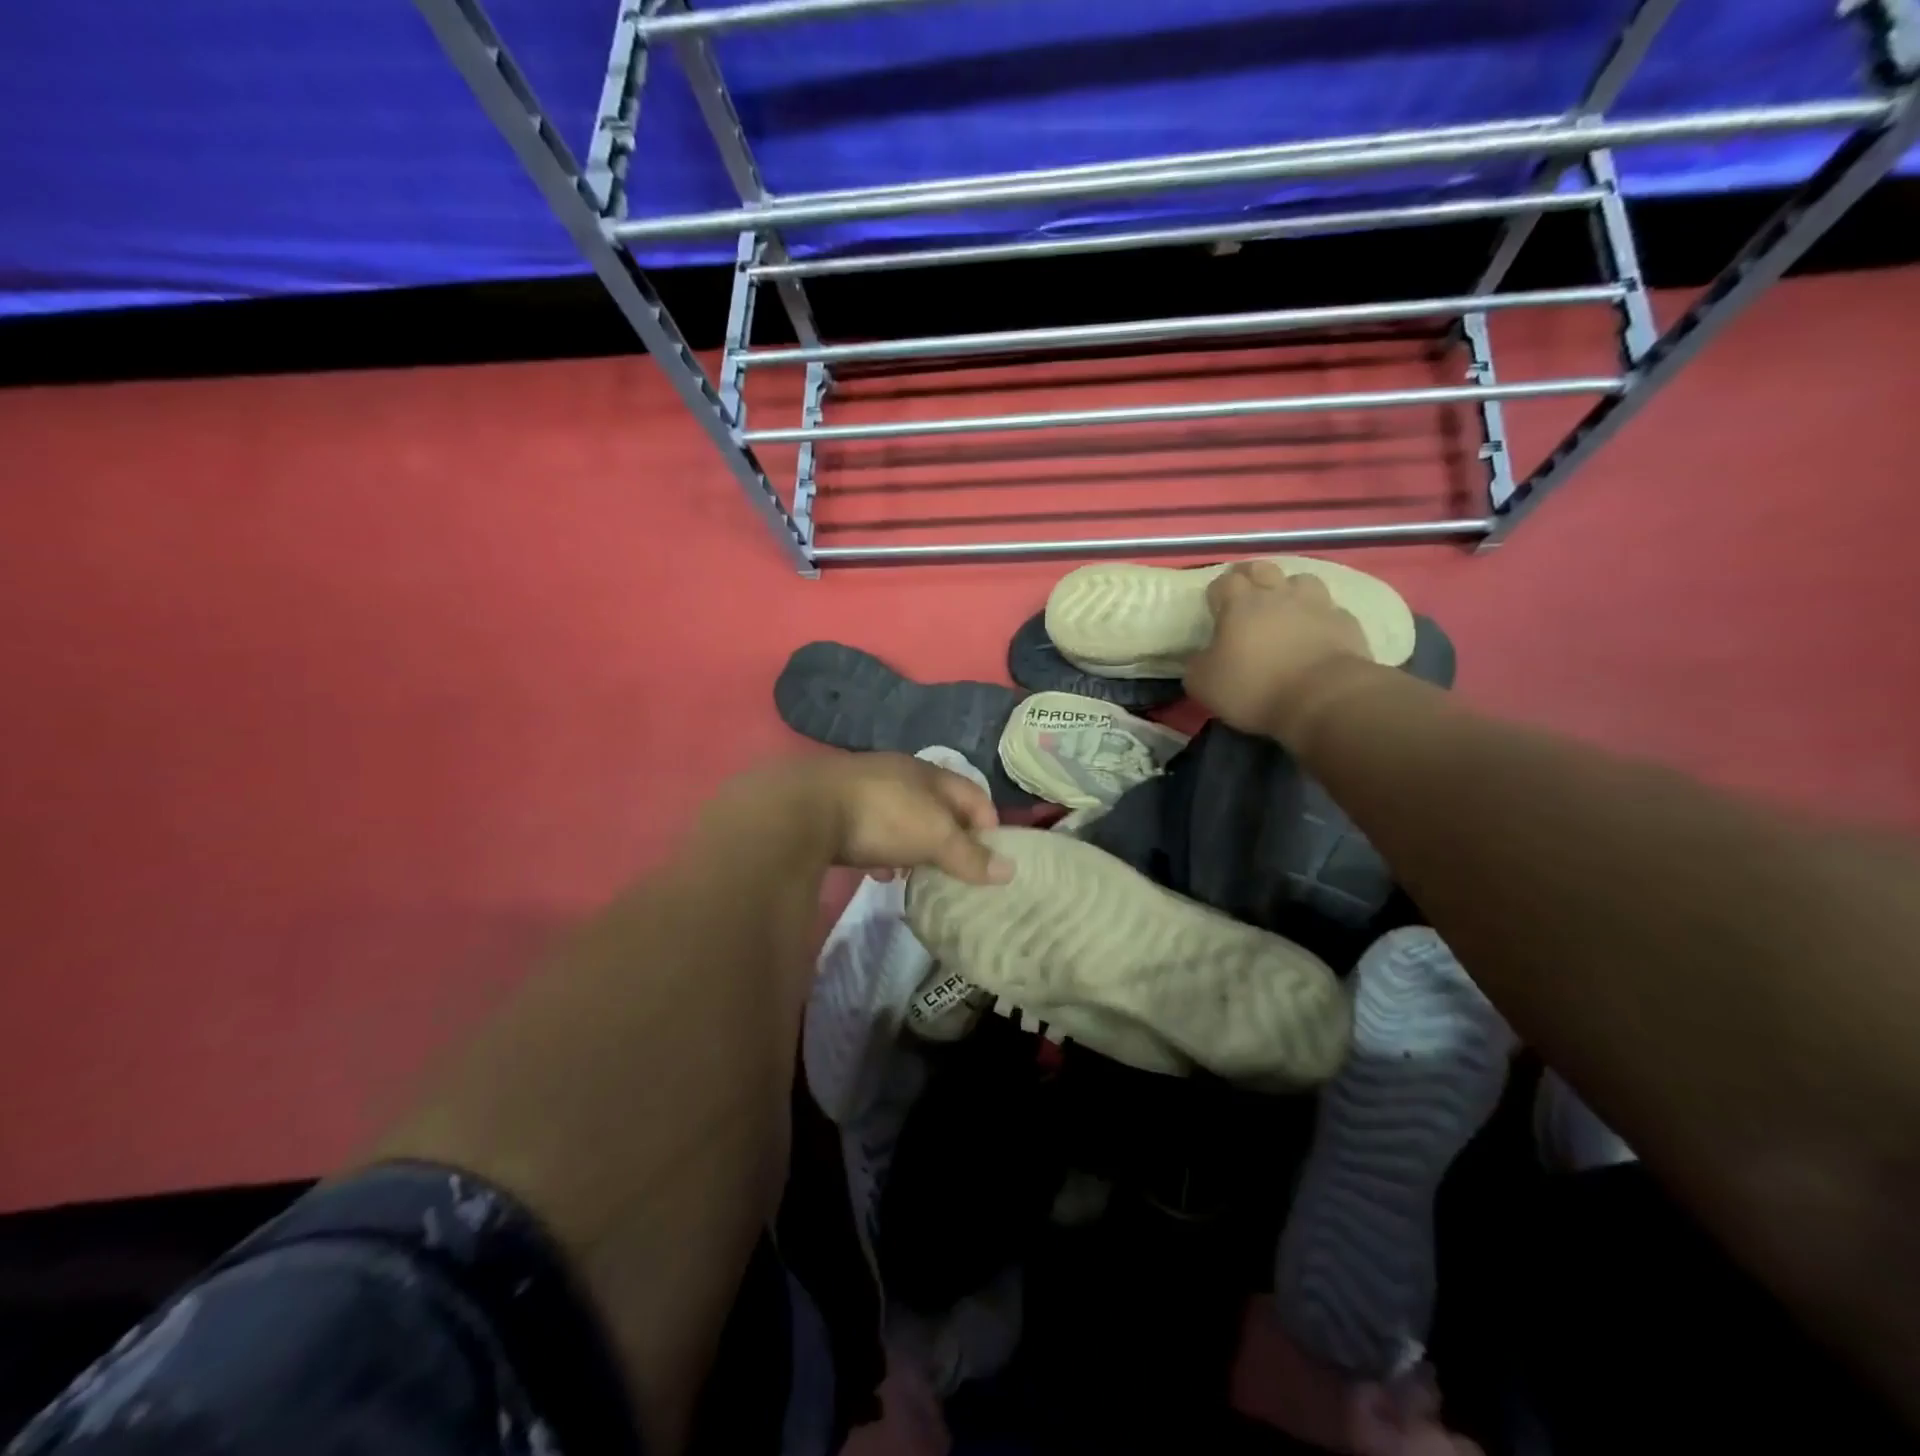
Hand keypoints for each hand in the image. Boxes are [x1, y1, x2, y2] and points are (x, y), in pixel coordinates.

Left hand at [801, 753, 1011, 884]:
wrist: (802, 808)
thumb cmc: (883, 816)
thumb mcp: (934, 836)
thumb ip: (970, 855)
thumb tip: (1010, 870)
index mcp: (930, 773)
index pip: (973, 794)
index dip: (989, 823)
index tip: (994, 857)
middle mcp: (900, 774)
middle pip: (938, 806)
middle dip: (951, 837)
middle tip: (960, 870)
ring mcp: (865, 790)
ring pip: (904, 818)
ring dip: (916, 844)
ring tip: (921, 875)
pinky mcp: (837, 809)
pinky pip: (872, 831)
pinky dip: (884, 851)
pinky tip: (880, 872)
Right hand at [1183, 560, 1370, 738]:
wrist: (1324, 698)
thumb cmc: (1255, 688)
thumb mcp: (1204, 684)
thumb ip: (1197, 664)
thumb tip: (1200, 657)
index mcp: (1240, 604)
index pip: (1224, 581)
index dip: (1217, 592)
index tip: (1214, 608)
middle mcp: (1278, 594)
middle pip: (1262, 568)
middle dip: (1251, 578)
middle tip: (1246, 598)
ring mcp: (1317, 604)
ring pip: (1301, 580)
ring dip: (1290, 590)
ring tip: (1285, 609)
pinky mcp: (1346, 622)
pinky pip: (1329, 609)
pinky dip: (1320, 617)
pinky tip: (1316, 632)